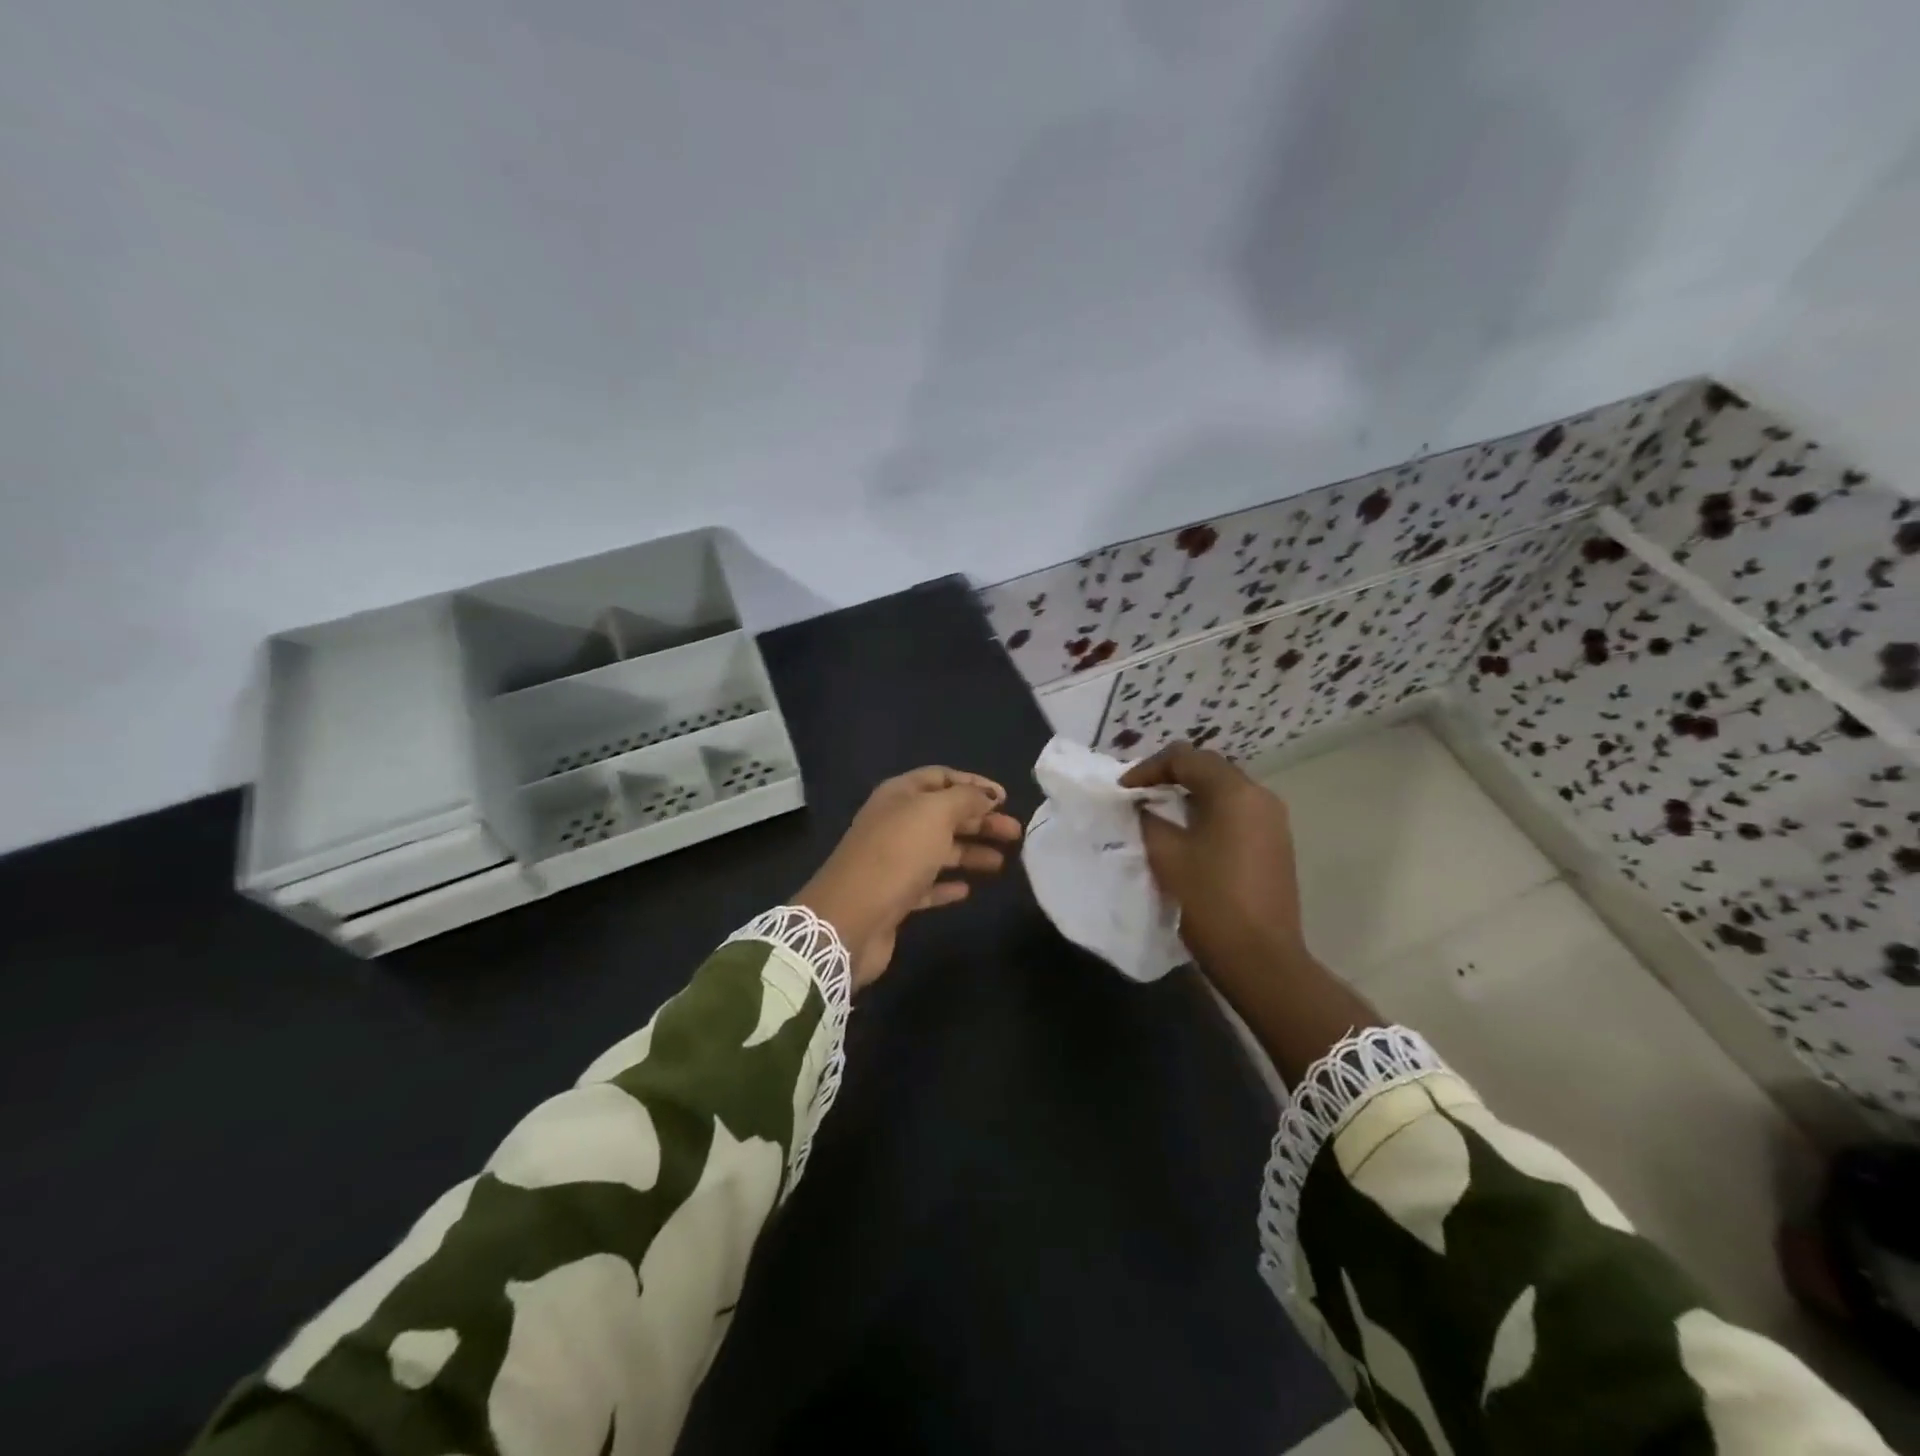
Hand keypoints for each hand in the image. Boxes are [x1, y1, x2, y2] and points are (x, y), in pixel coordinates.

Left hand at [795, 767, 1023, 989]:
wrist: (850, 917)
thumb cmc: (896, 855)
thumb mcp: (935, 813)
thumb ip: (965, 799)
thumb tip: (987, 796)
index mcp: (899, 795)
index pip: (940, 777)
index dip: (973, 784)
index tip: (1005, 798)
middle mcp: (894, 823)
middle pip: (944, 815)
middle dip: (980, 821)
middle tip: (1015, 833)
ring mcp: (893, 861)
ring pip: (939, 850)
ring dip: (970, 853)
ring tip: (1001, 863)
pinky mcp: (894, 896)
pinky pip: (927, 884)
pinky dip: (948, 884)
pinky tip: (967, 890)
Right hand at [1121, 742, 1304, 977]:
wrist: (1261, 959)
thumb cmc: (1209, 901)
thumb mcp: (1167, 854)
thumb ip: (1149, 818)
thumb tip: (1144, 806)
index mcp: (1235, 792)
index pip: (1185, 758)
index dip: (1148, 768)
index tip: (1123, 790)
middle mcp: (1261, 796)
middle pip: (1209, 768)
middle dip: (1170, 777)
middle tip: (1138, 796)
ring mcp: (1274, 821)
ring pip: (1224, 791)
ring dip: (1189, 795)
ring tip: (1158, 813)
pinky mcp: (1276, 844)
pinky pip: (1237, 813)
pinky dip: (1208, 813)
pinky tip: (1187, 834)